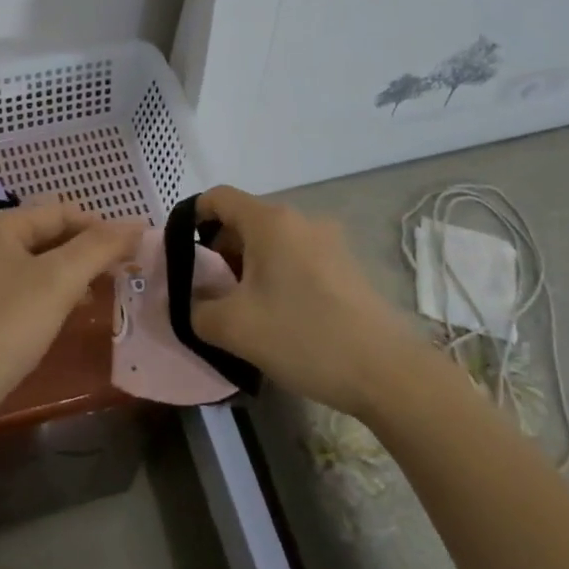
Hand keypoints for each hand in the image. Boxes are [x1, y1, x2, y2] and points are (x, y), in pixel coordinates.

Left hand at [0, 201, 142, 432]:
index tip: (136, 250)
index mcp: (0, 224)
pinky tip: (73, 308)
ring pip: (41, 262)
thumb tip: (137, 224)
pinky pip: (27, 285)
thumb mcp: (59, 281)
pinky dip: (54, 291)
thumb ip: (100, 247)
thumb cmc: (6, 325)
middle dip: (89, 250)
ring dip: (74, 271)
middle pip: (51, 234)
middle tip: (125, 270)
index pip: (63, 212)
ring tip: (105, 288)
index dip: (102, 227)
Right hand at [194, 185, 427, 418]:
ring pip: (272, 242)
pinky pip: (298, 258)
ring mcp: (329, 241)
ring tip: (245, 311)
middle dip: (220, 252)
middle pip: (245, 220)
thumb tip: (193, 302)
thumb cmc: (303, 337)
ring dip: (249, 268)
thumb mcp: (233, 328)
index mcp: (270, 221)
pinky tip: (281, 318)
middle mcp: (301, 219)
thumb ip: (197, 309)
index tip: (183, 257)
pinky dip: (278, 277)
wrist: (385, 371)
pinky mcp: (347, 266)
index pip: (218, 197)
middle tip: (212, 294)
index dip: (192, 219)